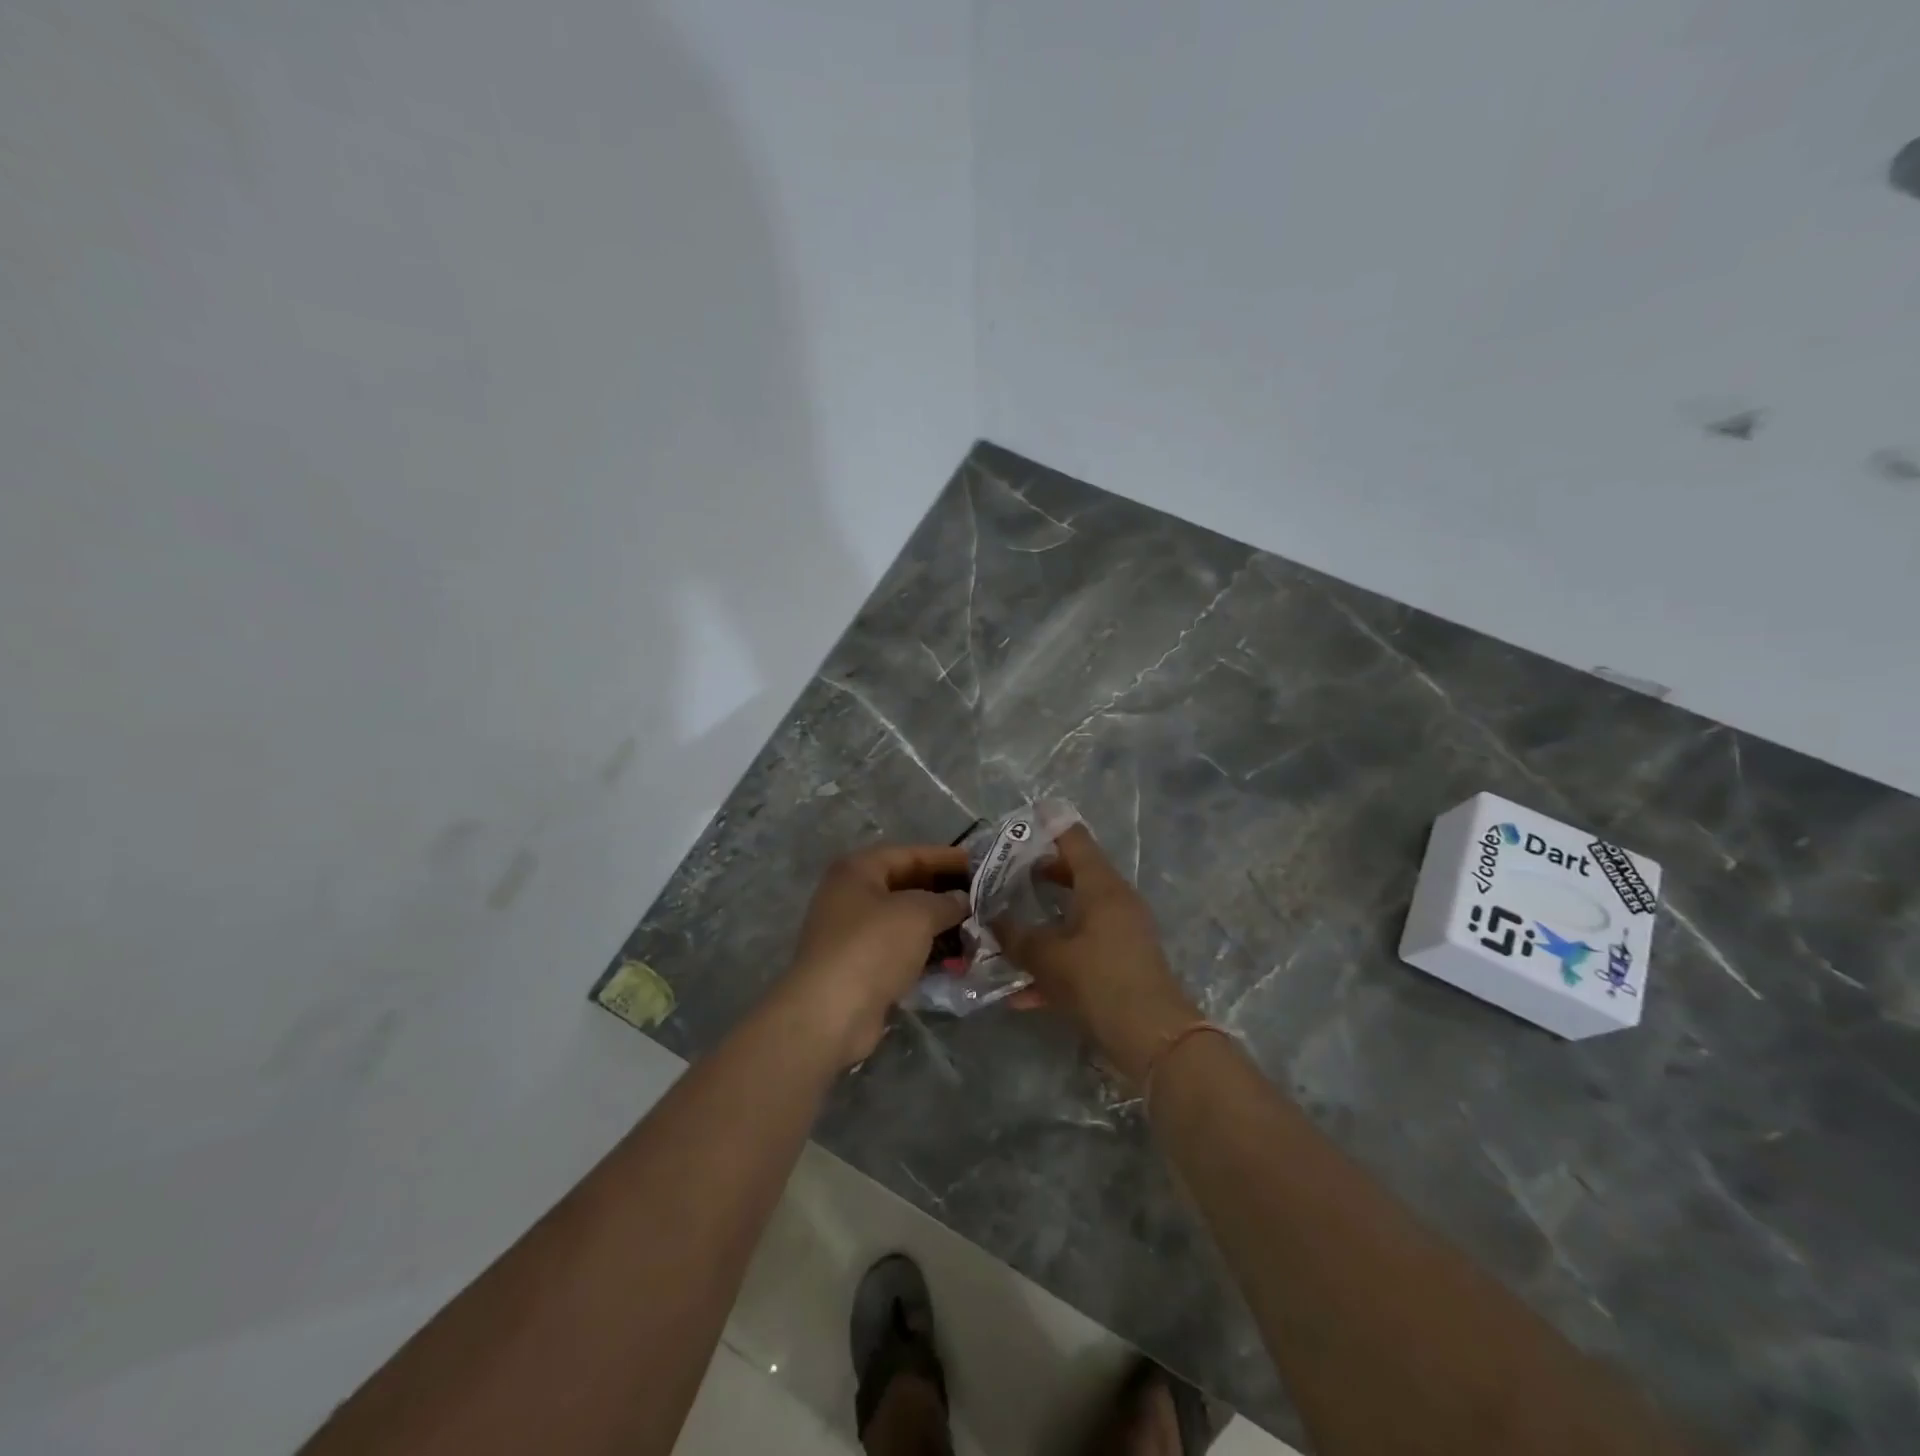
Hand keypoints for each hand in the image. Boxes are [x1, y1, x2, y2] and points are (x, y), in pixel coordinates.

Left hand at [781, 843, 970, 1068]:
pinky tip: (957, 958)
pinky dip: (926, 951)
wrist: (830, 1013)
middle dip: (945, 892)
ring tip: (978, 929)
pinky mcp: (861, 966)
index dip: (947, 858)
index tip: (982, 865)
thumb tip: (963, 900)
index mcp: (858, 870)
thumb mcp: (917, 914)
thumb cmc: (872, 947)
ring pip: (905, 920)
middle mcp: (852, 895)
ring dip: (939, 925)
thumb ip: (946, 901)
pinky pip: (901, 949)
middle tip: (984, 898)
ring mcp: (854, 933)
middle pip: (907, 885)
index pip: (910, 854)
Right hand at [992, 825, 1199, 1084]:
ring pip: (1075, 915)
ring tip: (1006, 929)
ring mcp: (1122, 933)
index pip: (1073, 839)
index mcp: (1101, 885)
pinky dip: (1056, 960)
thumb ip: (1014, 936)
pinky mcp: (1122, 964)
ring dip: (1043, 921)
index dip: (1045, 827)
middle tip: (1002, 877)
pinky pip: (1082, 950)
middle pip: (1074, 874)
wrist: (1152, 1038)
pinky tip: (1022, 993)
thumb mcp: (1046, 957)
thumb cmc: (1098, 980)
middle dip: (1037, 875)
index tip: (1017, 825)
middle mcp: (1115, 901)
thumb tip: (990, 920)